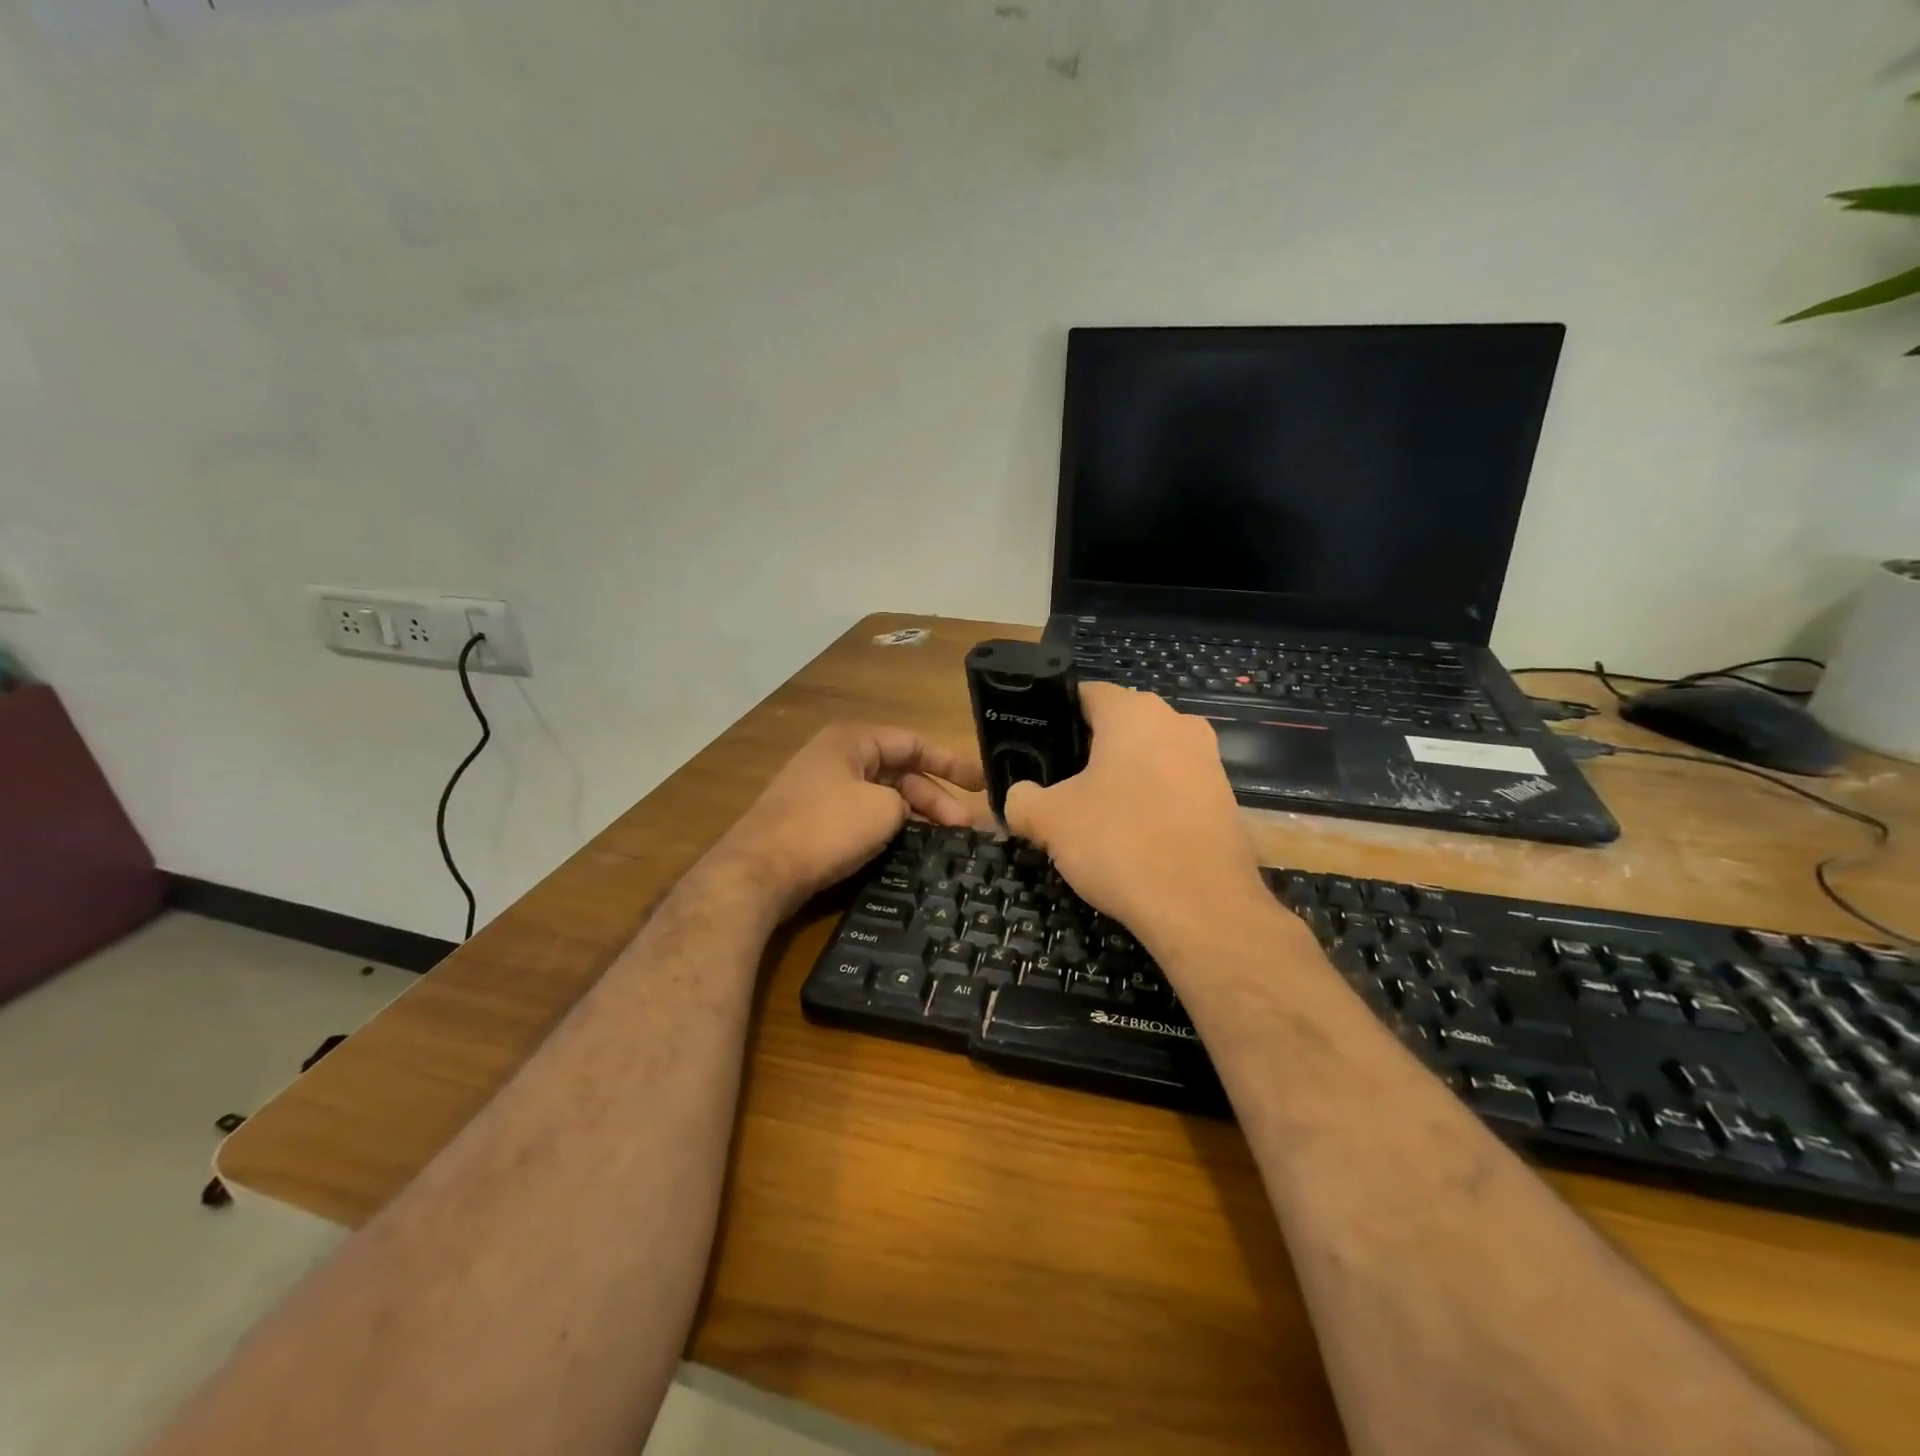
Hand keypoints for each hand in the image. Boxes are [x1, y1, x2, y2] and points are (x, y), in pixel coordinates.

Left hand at [711, 723, 984, 917]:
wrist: (758, 872)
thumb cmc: (825, 828)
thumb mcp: (883, 809)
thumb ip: (908, 804)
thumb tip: (907, 815)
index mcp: (853, 741)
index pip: (913, 742)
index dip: (952, 762)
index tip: (983, 784)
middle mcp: (838, 759)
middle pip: (900, 773)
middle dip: (936, 798)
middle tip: (967, 829)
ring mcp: (824, 791)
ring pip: (884, 798)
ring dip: (915, 817)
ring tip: (947, 843)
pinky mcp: (815, 822)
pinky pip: (864, 817)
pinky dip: (890, 830)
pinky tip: (910, 851)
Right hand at [1003, 683, 1268, 947]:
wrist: (1201, 907)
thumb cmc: (1120, 842)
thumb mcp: (1049, 820)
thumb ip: (1022, 800)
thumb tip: (1017, 799)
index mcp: (1134, 712)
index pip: (1085, 694)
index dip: (1053, 717)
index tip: (1034, 748)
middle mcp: (1177, 723)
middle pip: (1117, 727)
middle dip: (1085, 753)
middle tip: (1055, 787)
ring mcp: (1207, 761)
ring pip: (1146, 759)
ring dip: (1118, 780)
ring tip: (1090, 818)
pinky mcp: (1223, 800)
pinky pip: (1172, 789)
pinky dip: (1148, 805)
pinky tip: (1129, 839)